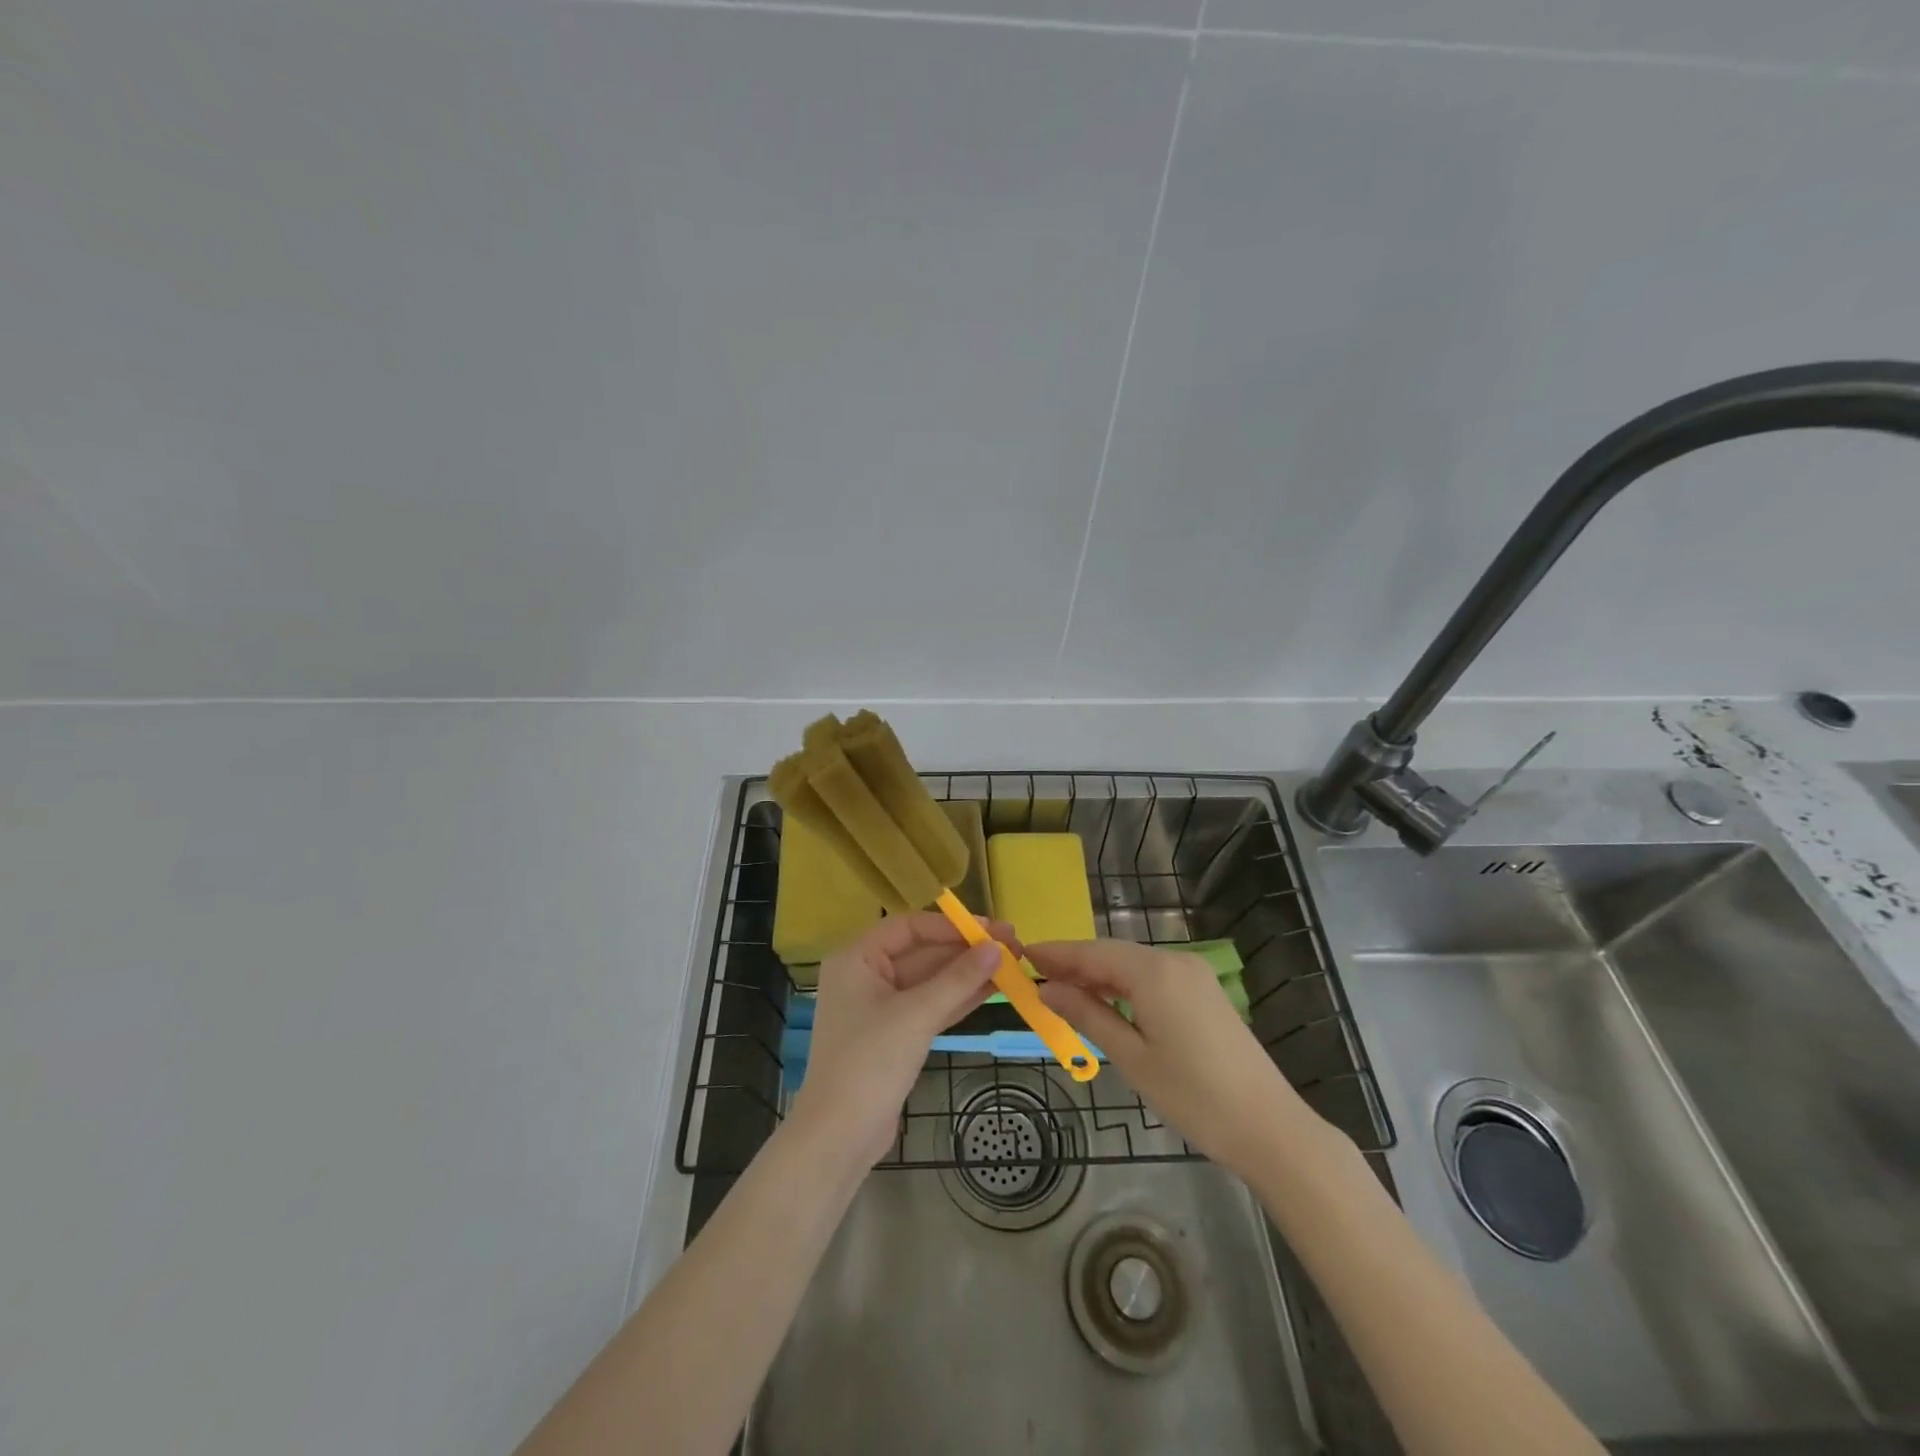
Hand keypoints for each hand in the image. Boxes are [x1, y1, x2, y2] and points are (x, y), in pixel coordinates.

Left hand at [792, 912, 1016, 1167]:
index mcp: (857, 958)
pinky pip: (930, 1006)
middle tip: (1012, 945)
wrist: (840, 1137)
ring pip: (930, 981)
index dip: (951, 926)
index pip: (909, 927)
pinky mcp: (895, 1035)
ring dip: (967, 973)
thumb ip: (957, 979)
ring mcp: (880, 1007)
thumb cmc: (870, 1062)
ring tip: (1011, 964)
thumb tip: (997, 947)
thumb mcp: (916, 1015)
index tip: (990, 929)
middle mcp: (866, 975)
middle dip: (965, 950)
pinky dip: (958, 998)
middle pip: (922, 952)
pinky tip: (992, 989)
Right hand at [1031, 939, 1318, 1179]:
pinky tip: (1106, 1000)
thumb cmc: (1193, 1096)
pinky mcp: (1204, 991)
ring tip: (1063, 990)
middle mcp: (1174, 961)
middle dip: (1074, 963)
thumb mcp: (1131, 1058)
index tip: (1022, 954)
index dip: (1056, 953)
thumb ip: (1087, 1015)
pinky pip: (1153, 976)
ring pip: (1133, 964)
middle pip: (1112, 953)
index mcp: (1154, 972)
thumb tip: (1048, 989)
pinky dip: (1124, 984)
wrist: (1269, 1127)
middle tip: (1035, 976)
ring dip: (1099, 974)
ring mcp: (1193, 974)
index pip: (1092, 952)